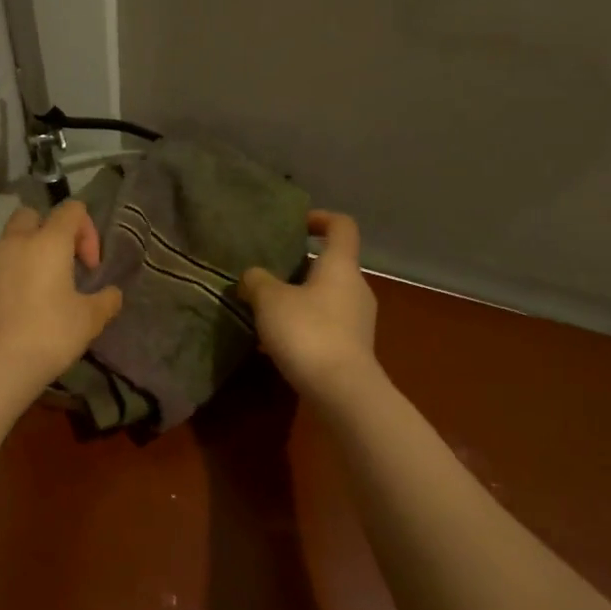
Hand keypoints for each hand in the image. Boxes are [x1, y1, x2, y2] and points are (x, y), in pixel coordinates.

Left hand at [0, 199, 123, 397]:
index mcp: (48, 242)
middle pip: (32, 216)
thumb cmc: (48, 336)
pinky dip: (6, 275)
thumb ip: (106, 301)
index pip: (71, 210)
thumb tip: (112, 293)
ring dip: (25, 254)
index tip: (90, 268)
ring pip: (8, 241)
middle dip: (49, 232)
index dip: (87, 232)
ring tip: (36, 289)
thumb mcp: (89, 321)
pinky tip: (14, 307)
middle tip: (61, 266)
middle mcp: (14, 242)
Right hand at [237, 210, 377, 398]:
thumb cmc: (307, 332)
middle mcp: (356, 288)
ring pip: (326, 297)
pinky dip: (303, 326)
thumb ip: (257, 281)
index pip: (342, 226)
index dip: (321, 218)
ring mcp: (358, 320)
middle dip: (300, 266)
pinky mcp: (352, 349)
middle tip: (268, 273)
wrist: (341, 391)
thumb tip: (252, 277)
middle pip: (331, 265)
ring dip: (299, 299)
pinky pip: (325, 325)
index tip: (297, 224)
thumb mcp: (270, 301)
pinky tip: (277, 343)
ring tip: (266, 310)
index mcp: (340, 266)